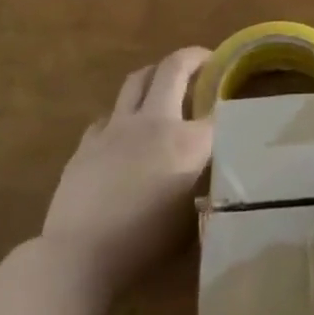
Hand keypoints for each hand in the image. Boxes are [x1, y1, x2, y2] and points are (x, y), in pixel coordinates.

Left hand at [42, 48, 213, 303]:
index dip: (228, 99)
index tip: (234, 96)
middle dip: (192, 57)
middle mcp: (154, 122)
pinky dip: (122, 115)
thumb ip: (204, 184)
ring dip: (155, 74)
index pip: (217, 109)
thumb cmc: (144, 245)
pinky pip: (109, 115)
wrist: (79, 256)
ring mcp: (116, 128)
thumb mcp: (191, 217)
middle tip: (203, 62)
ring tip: (164, 83)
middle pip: (173, 68)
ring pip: (137, 80)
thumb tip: (209, 172)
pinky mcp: (87, 143)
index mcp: (187, 142)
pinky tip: (124, 131)